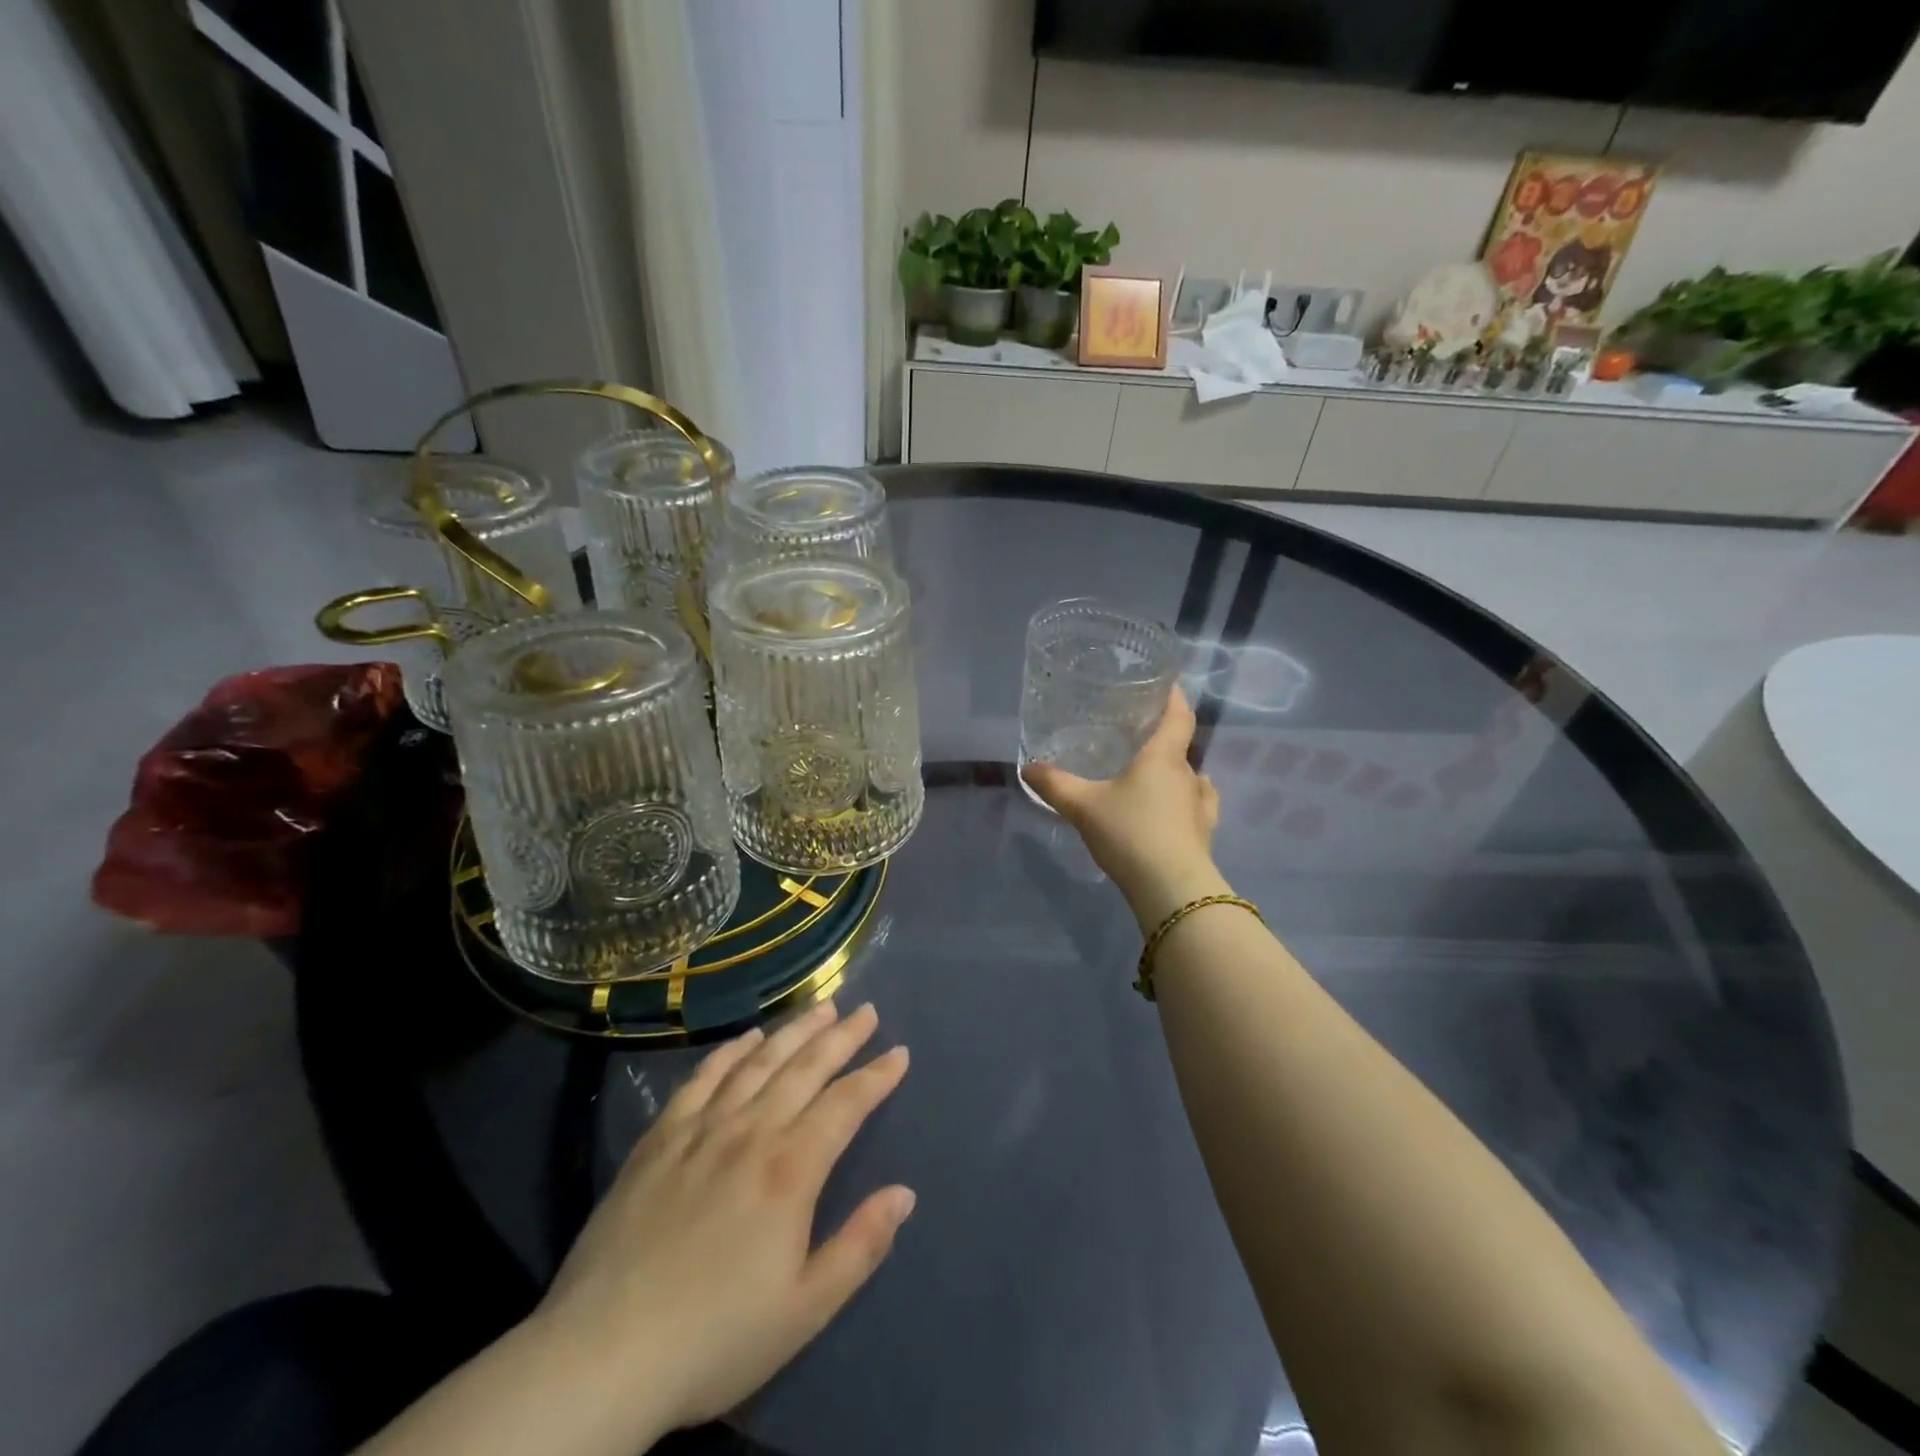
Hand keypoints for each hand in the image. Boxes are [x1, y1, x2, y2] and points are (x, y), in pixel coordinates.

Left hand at [531, 1001, 912, 1438]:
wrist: (603, 1355)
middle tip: (867, 1010)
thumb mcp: (805, 1309)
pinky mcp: (660, 1137)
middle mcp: (751, 1131)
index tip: (899, 1052)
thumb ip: (860, 1245)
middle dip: (842, 1036)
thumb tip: (905, 1193)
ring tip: (821, 1007)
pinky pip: (703, 1079)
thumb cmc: (716, 1337)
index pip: (846, 1104)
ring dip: (795, 1031)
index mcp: (791, 1169)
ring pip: (759, 1062)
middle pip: (806, 1068)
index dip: (876, 1076)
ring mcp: (702, 1129)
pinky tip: (747, 1037)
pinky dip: (730, 1052)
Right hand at [1022, 687, 1229, 927]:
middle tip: (1137, 738)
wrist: (1170, 887)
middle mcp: (1188, 774)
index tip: (1168, 685)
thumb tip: (1028, 767)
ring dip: (1176, 773)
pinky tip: (1175, 808)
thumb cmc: (1129, 833)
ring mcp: (1201, 805)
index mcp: (1163, 757)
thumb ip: (1055, 785)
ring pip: (1191, 777)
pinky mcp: (1204, 833)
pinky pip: (1198, 806)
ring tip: (1153, 775)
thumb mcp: (1083, 806)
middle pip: (1181, 747)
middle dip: (1163, 739)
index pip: (1179, 716)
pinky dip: (1186, 801)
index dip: (1175, 697)